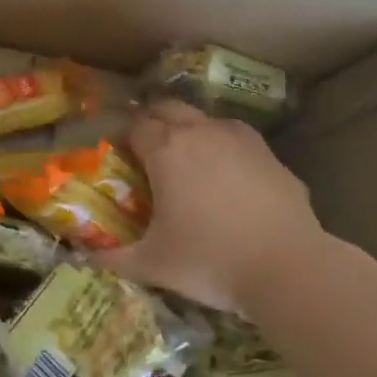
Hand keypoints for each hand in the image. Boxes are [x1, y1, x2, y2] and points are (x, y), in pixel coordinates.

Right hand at [103, 99, 326, 314]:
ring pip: (205, 120)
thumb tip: (86, 258)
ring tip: (191, 165)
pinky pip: (237, 140)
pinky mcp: (269, 153)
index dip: (125, 139)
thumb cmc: (211, 261)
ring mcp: (239, 138)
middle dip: (155, 122)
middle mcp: (200, 131)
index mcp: (166, 149)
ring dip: (192, 132)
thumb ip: (114, 258)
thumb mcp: (154, 265)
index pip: (135, 126)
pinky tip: (230, 180)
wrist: (290, 268)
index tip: (123, 158)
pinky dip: (226, 150)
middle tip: (151, 153)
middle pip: (167, 108)